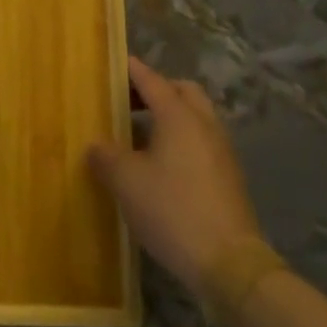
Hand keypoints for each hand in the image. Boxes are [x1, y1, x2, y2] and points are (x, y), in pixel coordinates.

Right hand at [88, 57, 266, 296]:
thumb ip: (106, 157)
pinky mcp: (229, 177)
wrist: (230, 264)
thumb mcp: (126, 182)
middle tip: (129, 101)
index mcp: (179, 116)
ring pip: (196, 118)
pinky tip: (162, 166)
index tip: (114, 62)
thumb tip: (96, 146)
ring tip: (141, 135)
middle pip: (182, 92)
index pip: (152, 80)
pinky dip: (182, 141)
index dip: (132, 70)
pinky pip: (202, 142)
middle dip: (157, 90)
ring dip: (171, 117)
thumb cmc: (172, 210)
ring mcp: (222, 151)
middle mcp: (204, 124)